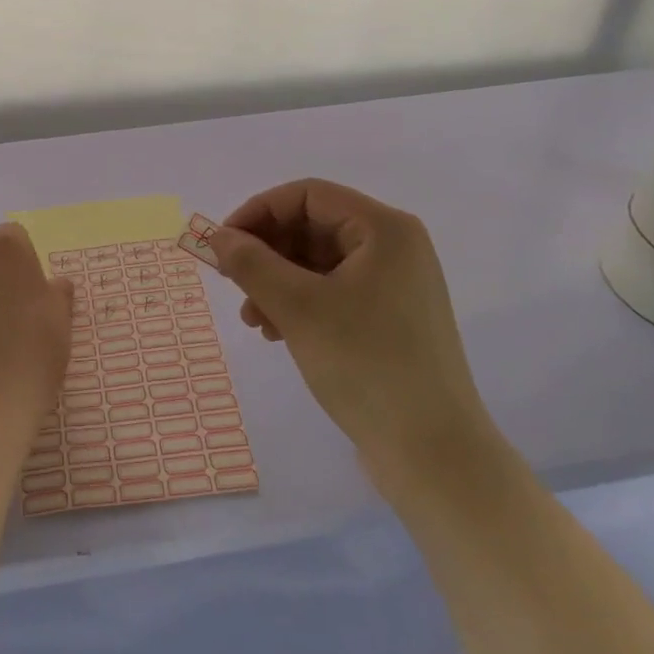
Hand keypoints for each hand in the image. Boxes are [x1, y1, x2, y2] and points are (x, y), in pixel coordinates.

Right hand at [209, 179, 492, 467]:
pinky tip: (277, 333)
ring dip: (277, 282)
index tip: (223, 243)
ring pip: (319, 263)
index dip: (259, 212)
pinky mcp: (391, 320)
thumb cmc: (367, 366)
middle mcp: (394, 248)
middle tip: (233, 283)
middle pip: (313, 227)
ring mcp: (395, 285)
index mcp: (384, 229)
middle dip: (267, 253)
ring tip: (253, 319)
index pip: (308, 195)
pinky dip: (300, 304)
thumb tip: (218, 236)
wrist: (435, 457)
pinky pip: (333, 292)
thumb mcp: (298, 308)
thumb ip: (252, 263)